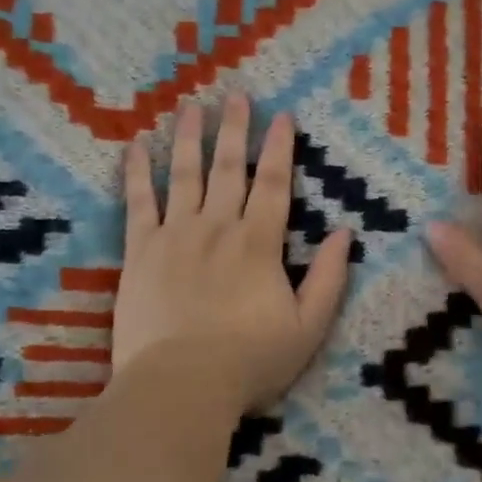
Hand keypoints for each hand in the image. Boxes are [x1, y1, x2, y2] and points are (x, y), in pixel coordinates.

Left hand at [117, 94, 352, 413]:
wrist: (181, 386)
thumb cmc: (250, 361)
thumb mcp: (308, 327)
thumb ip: (330, 278)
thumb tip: (345, 233)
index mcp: (259, 242)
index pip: (274, 183)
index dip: (280, 147)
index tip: (282, 115)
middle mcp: (218, 226)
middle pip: (229, 168)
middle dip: (235, 129)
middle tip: (236, 95)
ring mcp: (176, 235)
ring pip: (184, 175)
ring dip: (189, 138)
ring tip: (191, 106)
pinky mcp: (139, 251)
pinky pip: (138, 202)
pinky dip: (137, 173)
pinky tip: (136, 146)